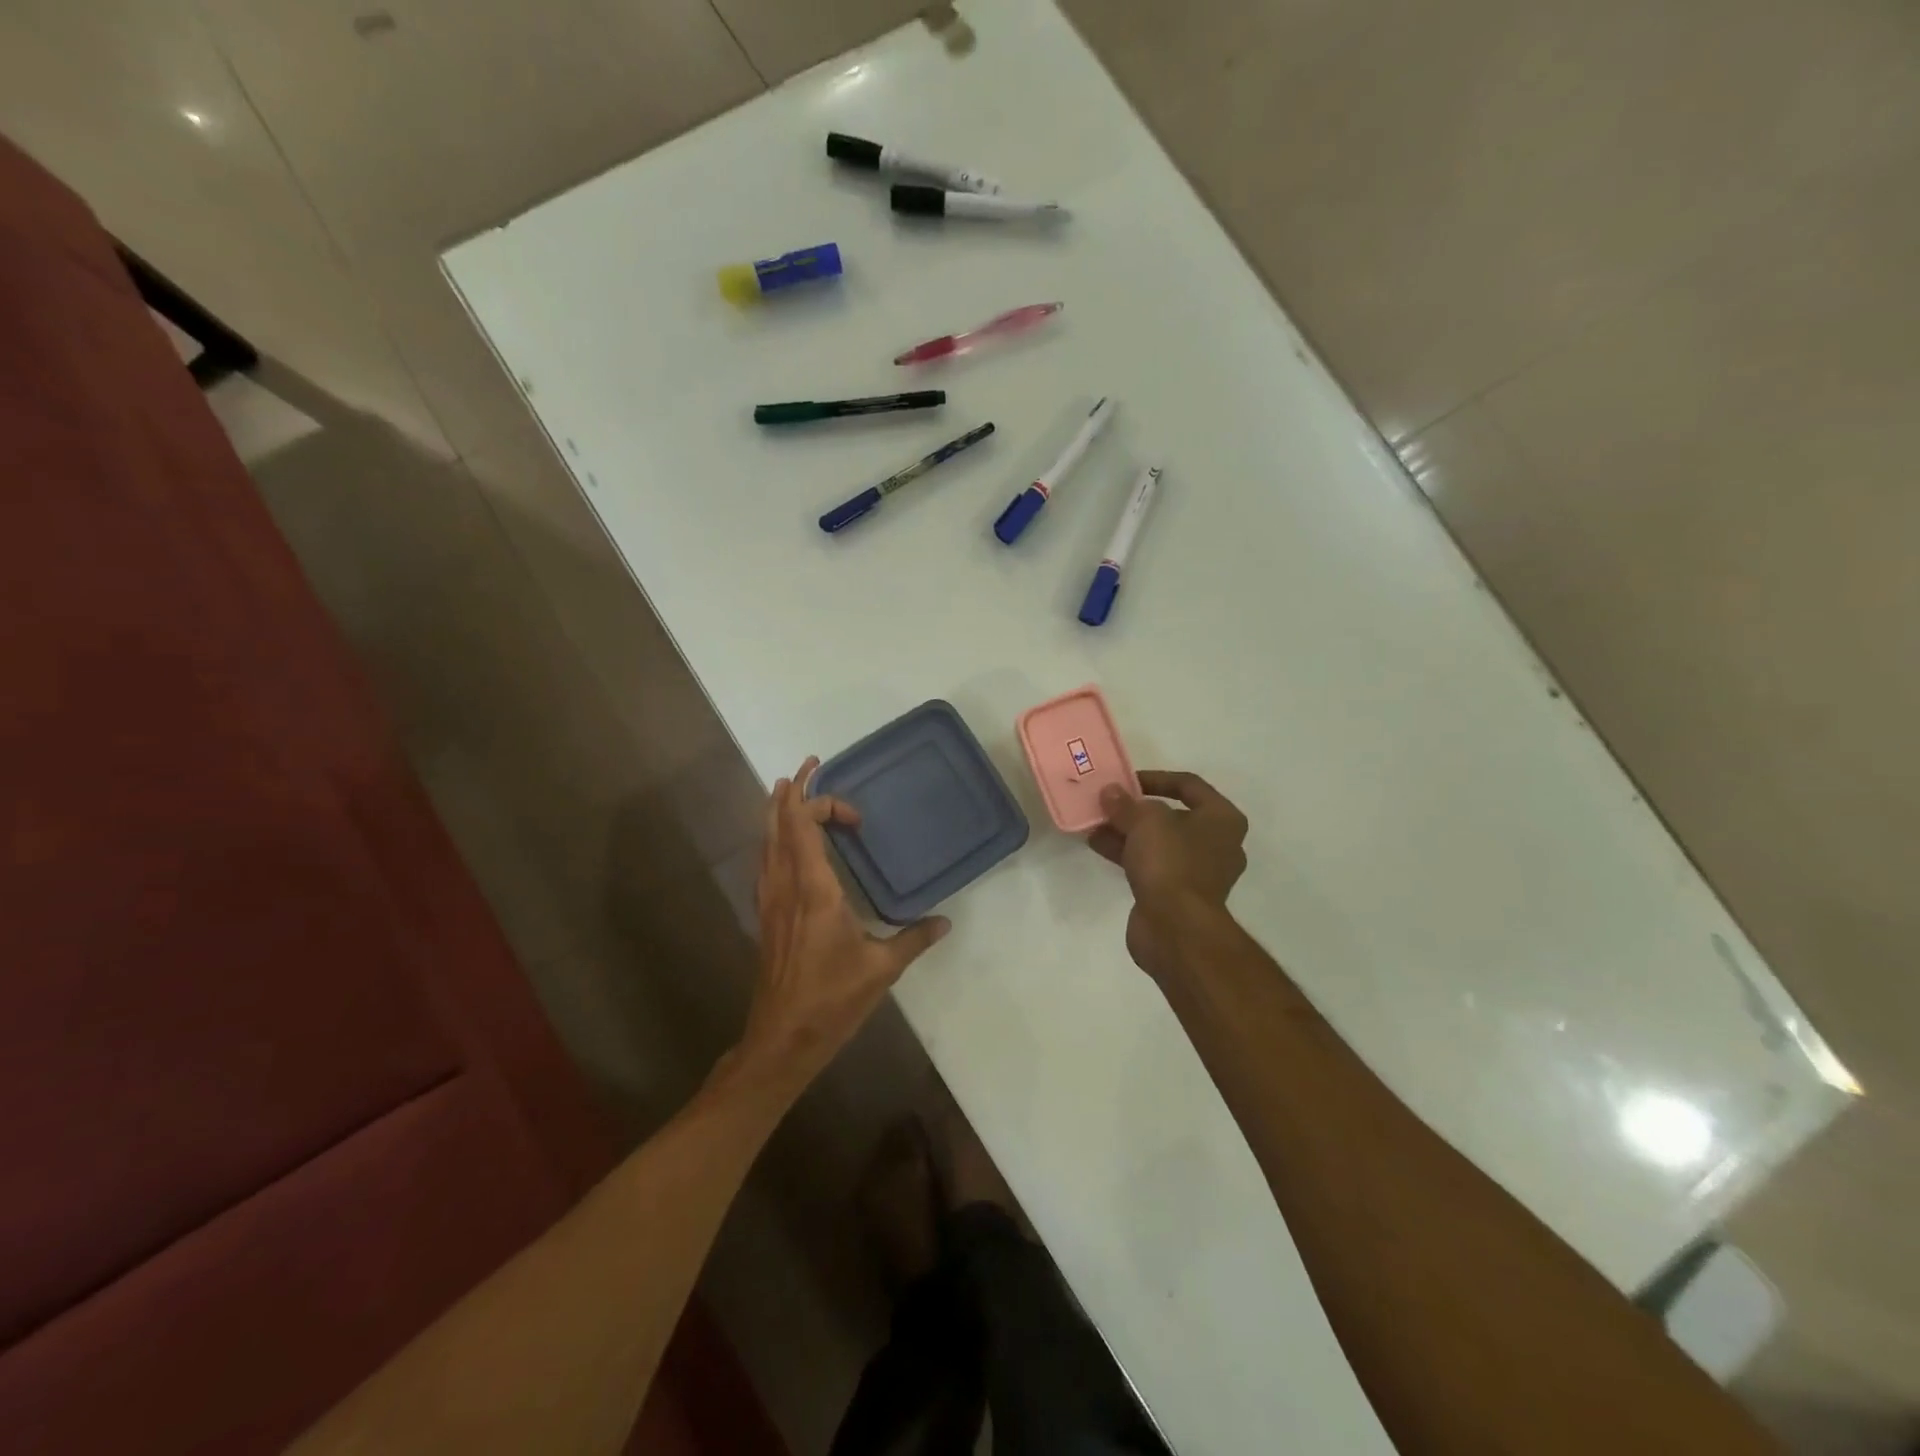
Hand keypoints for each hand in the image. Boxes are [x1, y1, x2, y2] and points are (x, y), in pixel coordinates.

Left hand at [736, 759, 949, 1094]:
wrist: (782, 1038)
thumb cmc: (832, 1000)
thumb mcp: (881, 969)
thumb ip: (914, 939)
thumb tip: (944, 922)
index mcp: (813, 890)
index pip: (803, 826)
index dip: (820, 804)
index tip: (853, 814)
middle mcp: (785, 886)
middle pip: (778, 824)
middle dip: (792, 791)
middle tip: (809, 767)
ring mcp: (770, 900)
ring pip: (765, 840)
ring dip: (777, 811)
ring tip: (788, 789)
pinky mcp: (766, 915)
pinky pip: (765, 861)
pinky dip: (774, 838)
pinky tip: (784, 844)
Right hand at [1089, 770, 1248, 976]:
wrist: (1176, 928)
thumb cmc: (1171, 862)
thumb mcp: (1145, 821)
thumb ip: (1126, 804)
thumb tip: (1110, 793)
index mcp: (1222, 819)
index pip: (1189, 785)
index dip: (1156, 778)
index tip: (1126, 781)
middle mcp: (1216, 843)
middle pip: (1172, 815)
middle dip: (1136, 809)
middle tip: (1107, 802)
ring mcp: (1197, 872)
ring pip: (1158, 841)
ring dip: (1126, 831)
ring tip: (1094, 822)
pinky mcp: (1177, 894)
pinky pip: (1150, 864)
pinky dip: (1126, 853)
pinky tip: (1097, 844)